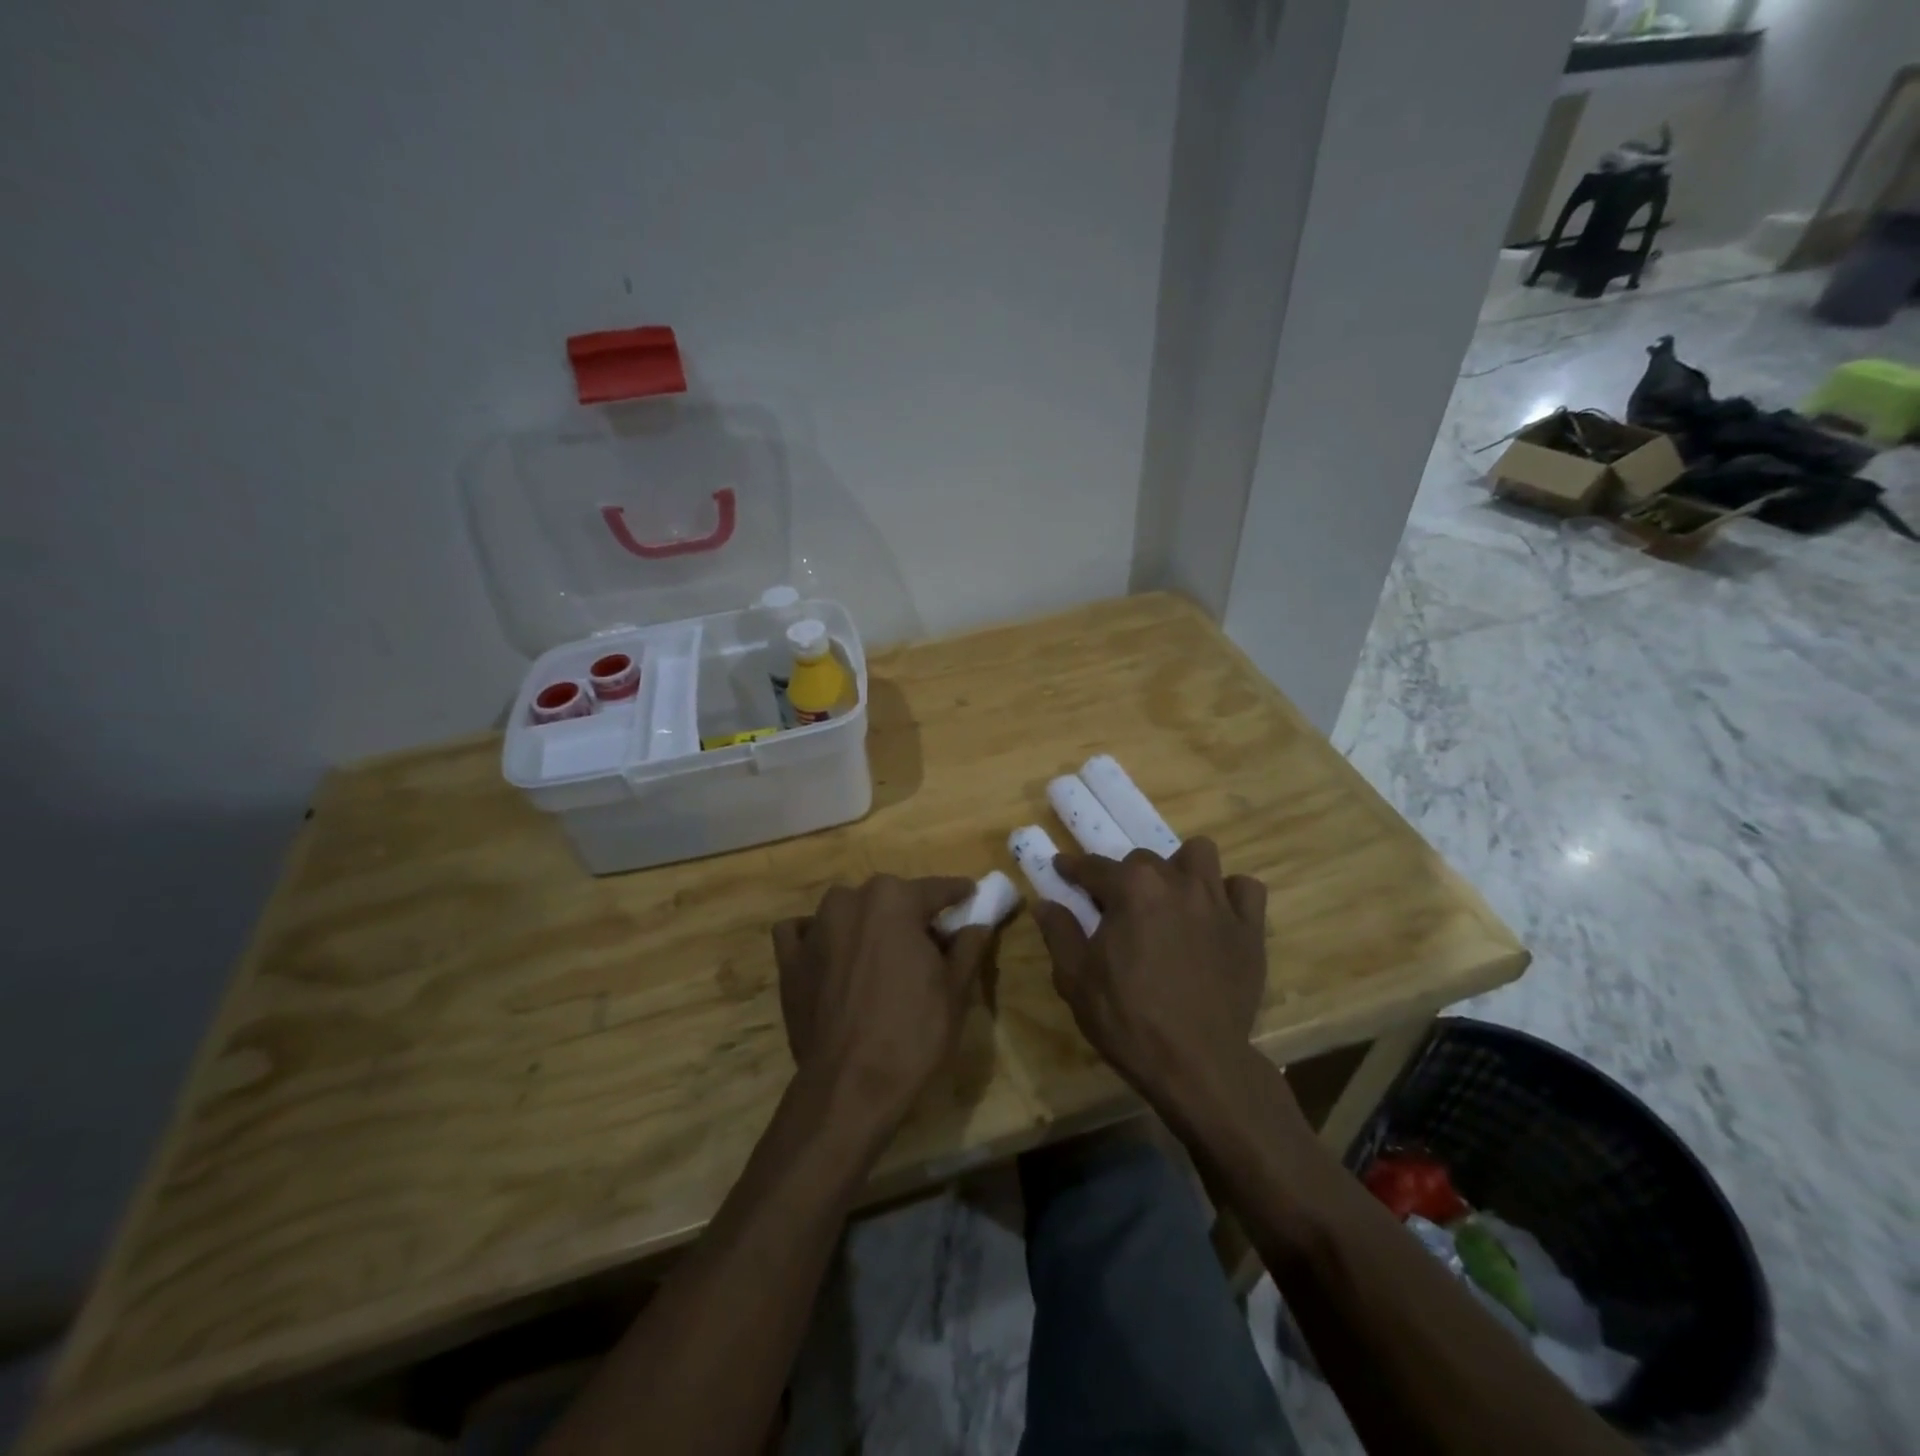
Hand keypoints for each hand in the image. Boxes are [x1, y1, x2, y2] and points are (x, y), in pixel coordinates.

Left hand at [773, 876, 995, 1131]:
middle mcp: (851, 900)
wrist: (851, 1086)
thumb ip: (968, 947)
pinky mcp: (789, 959)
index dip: (959, 895)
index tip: (971, 898)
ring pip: (847, 909)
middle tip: (927, 945)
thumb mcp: (956, 990)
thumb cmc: (913, 1033)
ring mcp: (815, 927)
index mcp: (895, 899)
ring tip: (879, 956)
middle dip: (910, 913)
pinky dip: (815, 936)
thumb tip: (978, 924)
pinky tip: (828, 956)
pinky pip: (801, 932)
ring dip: (864, 923)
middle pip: (890, 898)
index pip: (938, 889)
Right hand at [1035, 838, 1268, 1103]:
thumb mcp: (1075, 979)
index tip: (1062, 868)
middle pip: (1145, 859)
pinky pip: (1244, 889)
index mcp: (1131, 889)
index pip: (1094, 866)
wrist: (1197, 1064)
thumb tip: (1044, 903)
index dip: (1073, 868)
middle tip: (1118, 907)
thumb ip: (1059, 933)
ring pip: (1200, 854)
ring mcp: (1218, 901)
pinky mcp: (1249, 928)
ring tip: (1172, 897)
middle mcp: (1176, 881)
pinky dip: (1229, 894)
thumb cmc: (1127, 1019)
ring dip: (1181, 868)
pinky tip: (1215, 915)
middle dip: (1126, 876)